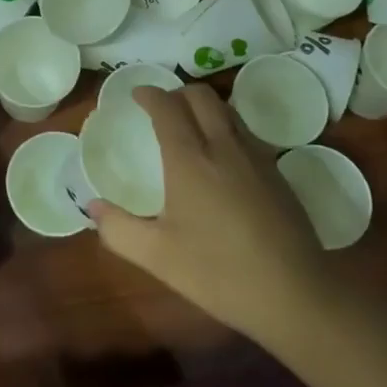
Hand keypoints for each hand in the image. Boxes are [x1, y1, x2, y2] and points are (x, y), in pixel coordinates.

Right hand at [91, 85, 333, 346]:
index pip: (167, 107)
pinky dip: (226, 127)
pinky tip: (222, 158)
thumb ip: (118, 229)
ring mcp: (256, 156)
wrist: (294, 293)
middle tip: (162, 108)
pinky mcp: (277, 172)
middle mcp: (223, 146)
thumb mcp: (158, 257)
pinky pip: (246, 132)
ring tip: (191, 126)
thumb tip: (92, 207)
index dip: (150, 94)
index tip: (137, 94)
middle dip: (178, 92)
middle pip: (201, 96)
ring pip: (227, 110)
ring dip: (205, 107)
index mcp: (190, 159)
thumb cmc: (218, 272)